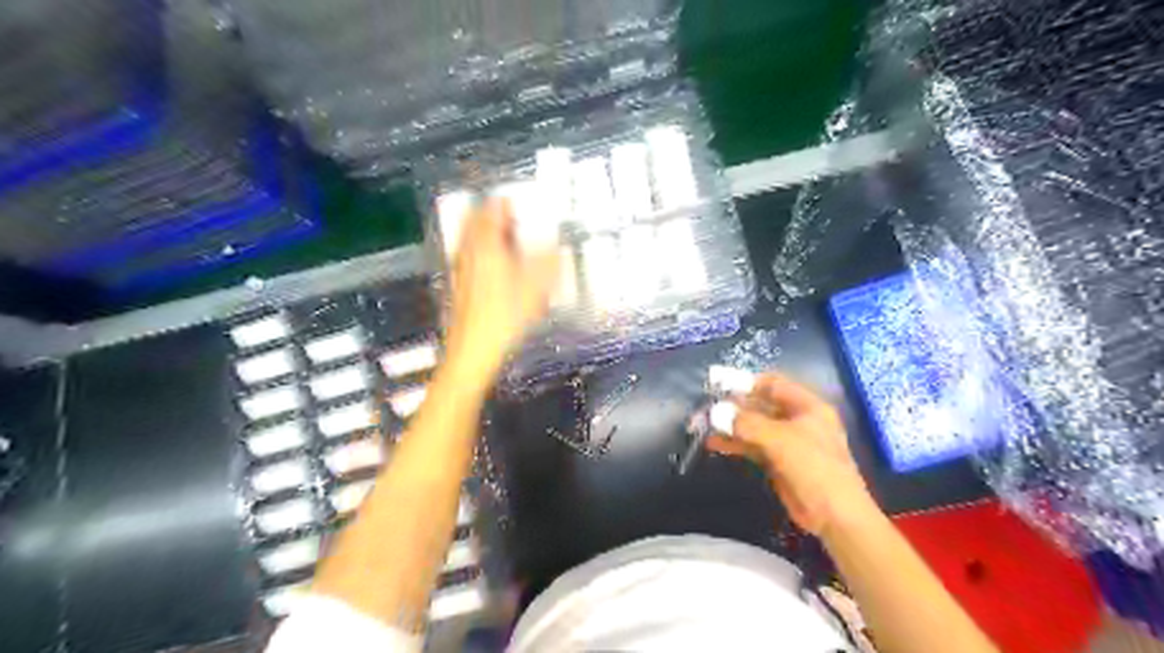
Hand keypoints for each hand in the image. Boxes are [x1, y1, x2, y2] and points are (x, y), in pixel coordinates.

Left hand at [445, 201, 556, 388]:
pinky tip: (494, 269)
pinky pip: (467, 256)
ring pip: (470, 239)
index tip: (520, 205)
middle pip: (476, 220)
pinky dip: (480, 253)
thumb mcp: (537, 289)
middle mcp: (469, 251)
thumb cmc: (505, 318)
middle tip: (513, 221)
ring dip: (486, 234)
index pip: (492, 209)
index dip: (507, 203)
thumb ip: (550, 263)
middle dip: (494, 216)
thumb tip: (559, 247)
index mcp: (487, 245)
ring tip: (506, 242)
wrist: (473, 351)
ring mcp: (460, 268)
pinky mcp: (458, 285)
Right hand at [704, 376, 877, 538]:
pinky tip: (715, 444)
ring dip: (731, 426)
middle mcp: (797, 419)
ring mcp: (787, 441)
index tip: (718, 384)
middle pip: (761, 405)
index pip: (773, 384)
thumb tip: (716, 412)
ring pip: (754, 426)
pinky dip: (735, 444)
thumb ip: (747, 423)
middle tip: (706, 408)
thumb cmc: (814, 468)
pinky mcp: (778, 461)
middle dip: (733, 406)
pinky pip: (753, 446)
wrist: (835, 516)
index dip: (746, 382)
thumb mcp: (781, 440)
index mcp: (807, 406)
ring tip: (704, 426)